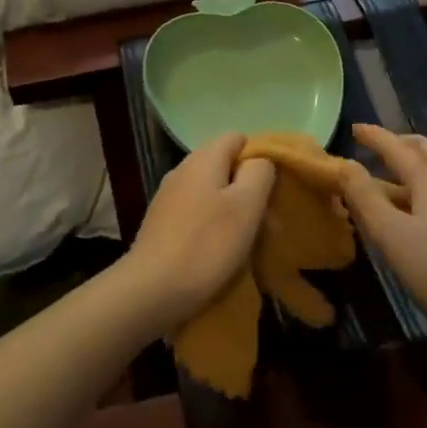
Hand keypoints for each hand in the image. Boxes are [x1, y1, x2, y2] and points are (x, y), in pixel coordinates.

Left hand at [123, 133, 276, 331]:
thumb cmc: (207, 245)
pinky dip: (212, 225)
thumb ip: (259, 173)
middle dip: (249, 189)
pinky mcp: (161, 222)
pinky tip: (220, 250)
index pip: (237, 138)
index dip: (259, 157)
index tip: (274, 188)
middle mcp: (182, 170)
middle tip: (268, 222)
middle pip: (224, 166)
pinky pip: (196, 212)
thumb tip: (259, 161)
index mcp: (203, 159)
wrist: (152, 289)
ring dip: (233, 210)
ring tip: (249, 241)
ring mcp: (168, 196)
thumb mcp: (246, 206)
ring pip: (211, 191)